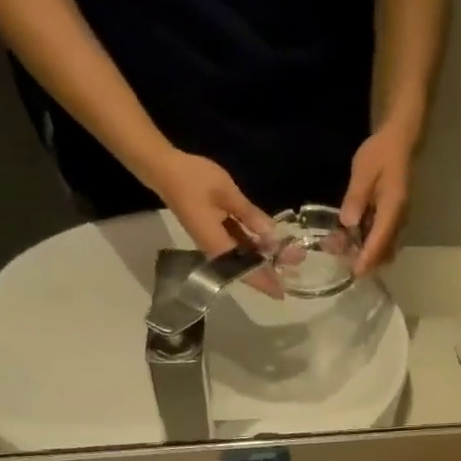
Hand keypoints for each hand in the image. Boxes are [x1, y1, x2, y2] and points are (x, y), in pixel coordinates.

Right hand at [146, 150, 282, 297]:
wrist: (163, 168)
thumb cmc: (192, 179)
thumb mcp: (227, 193)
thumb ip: (251, 215)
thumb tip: (272, 235)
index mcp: (218, 246)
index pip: (246, 272)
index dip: (265, 282)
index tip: (283, 292)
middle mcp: (216, 250)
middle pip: (247, 267)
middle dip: (271, 268)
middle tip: (296, 263)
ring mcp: (214, 241)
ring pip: (244, 256)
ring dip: (265, 256)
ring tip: (290, 253)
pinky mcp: (214, 232)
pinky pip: (238, 244)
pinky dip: (254, 245)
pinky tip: (270, 241)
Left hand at [341, 120, 416, 274]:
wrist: (399, 142)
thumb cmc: (381, 154)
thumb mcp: (363, 171)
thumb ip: (356, 197)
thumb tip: (348, 223)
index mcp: (392, 209)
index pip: (380, 240)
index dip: (368, 258)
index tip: (356, 273)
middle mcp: (399, 219)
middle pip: (385, 250)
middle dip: (367, 260)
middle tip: (345, 263)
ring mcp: (398, 220)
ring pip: (385, 246)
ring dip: (368, 253)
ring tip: (346, 252)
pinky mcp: (394, 217)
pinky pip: (384, 237)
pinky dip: (371, 244)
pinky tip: (354, 239)